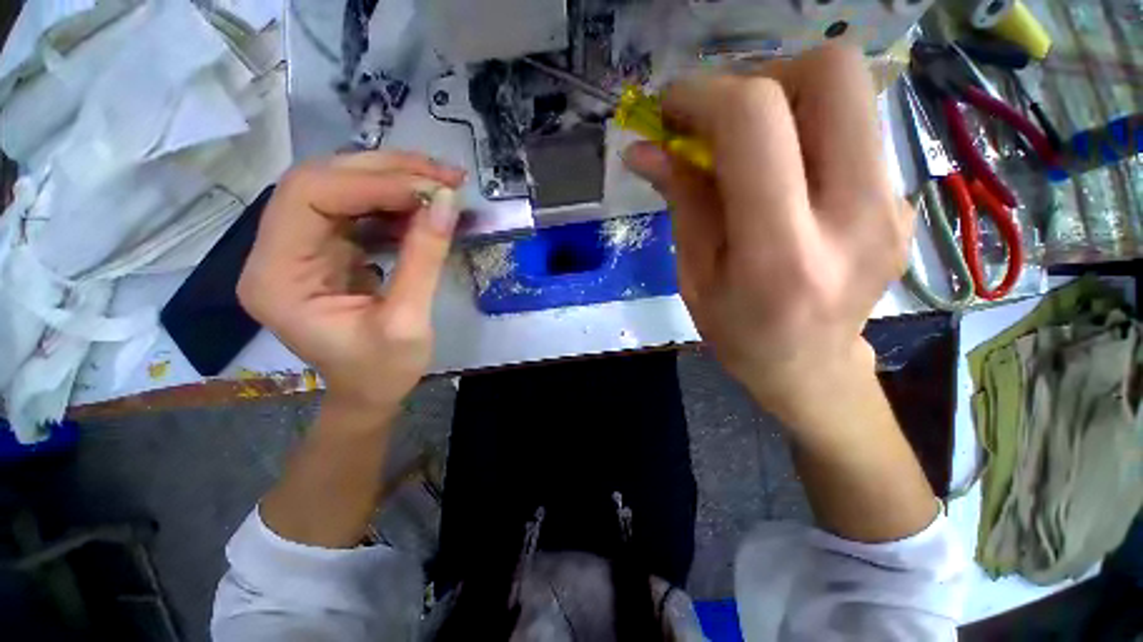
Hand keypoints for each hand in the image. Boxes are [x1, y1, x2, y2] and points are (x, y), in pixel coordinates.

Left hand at [238, 151, 464, 419]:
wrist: (371, 392)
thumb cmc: (383, 371)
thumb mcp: (408, 321)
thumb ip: (424, 259)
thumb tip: (446, 202)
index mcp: (277, 277)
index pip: (309, 197)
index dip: (371, 183)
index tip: (433, 189)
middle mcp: (277, 252)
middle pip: (321, 181)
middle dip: (386, 171)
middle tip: (444, 175)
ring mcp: (300, 248)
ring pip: (341, 188)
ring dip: (395, 180)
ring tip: (443, 185)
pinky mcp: (327, 250)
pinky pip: (358, 209)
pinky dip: (396, 202)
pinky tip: (427, 207)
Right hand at [624, 44, 913, 421]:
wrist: (810, 368)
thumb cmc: (738, 332)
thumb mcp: (694, 274)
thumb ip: (680, 200)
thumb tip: (643, 150)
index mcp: (781, 252)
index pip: (755, 123)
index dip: (704, 94)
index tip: (671, 107)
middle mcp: (855, 216)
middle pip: (832, 74)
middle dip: (762, 76)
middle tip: (721, 118)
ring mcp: (893, 204)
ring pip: (850, 92)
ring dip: (785, 100)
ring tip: (746, 145)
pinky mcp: (902, 200)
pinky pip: (855, 129)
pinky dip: (806, 130)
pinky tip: (781, 171)